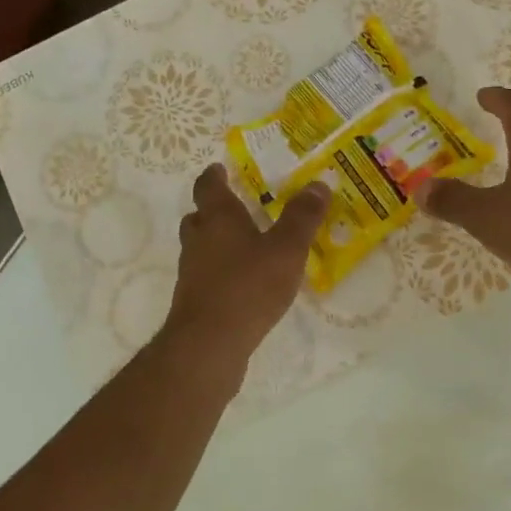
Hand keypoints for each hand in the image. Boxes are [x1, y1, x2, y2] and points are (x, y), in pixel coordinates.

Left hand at [164, 164, 330, 366]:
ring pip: (200, 248)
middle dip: (214, 210)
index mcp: (218, 218)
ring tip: (244, 247)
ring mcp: (192, 272)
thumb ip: (302, 218)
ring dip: (217, 243)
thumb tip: (318, 184)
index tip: (221, 169)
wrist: (210, 342)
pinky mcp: (195, 301)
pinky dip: (221, 272)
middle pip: (199, 217)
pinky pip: (207, 276)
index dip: (214, 176)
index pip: (209, 187)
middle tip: (236, 208)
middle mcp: (199, 241)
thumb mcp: (286, 249)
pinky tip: (243, 284)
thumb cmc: (249, 286)